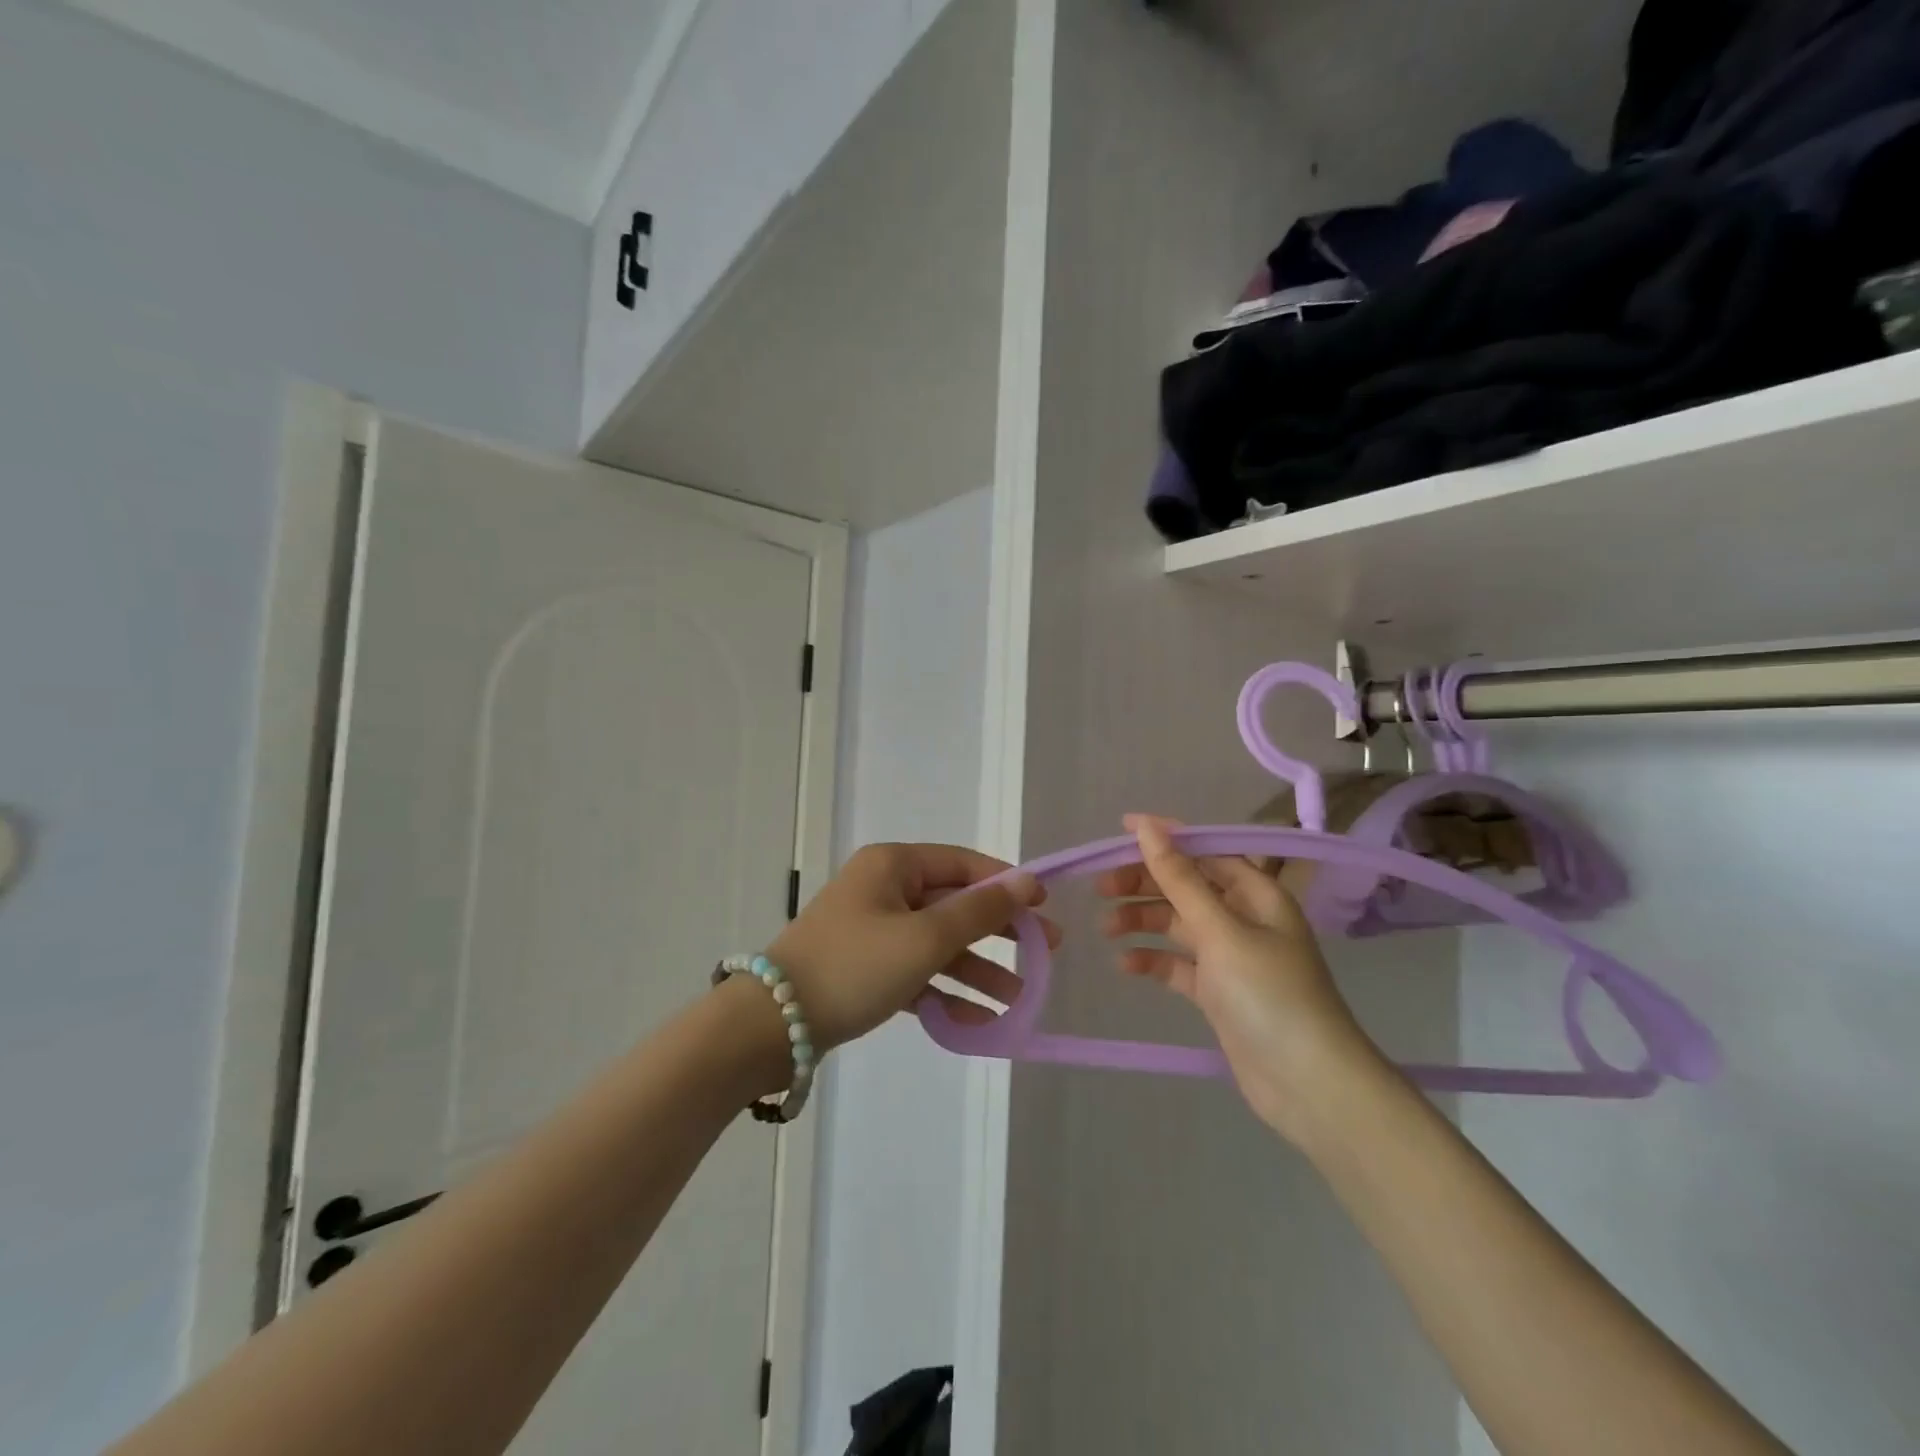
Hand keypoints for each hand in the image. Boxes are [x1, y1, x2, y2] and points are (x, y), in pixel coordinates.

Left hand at [768, 843, 1054, 1053]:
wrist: (772, 1025)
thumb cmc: (855, 966)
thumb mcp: (925, 938)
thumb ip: (979, 911)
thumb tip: (1025, 882)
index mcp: (894, 866)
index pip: (963, 864)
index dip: (1006, 883)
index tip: (1044, 906)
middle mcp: (884, 889)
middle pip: (954, 904)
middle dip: (999, 931)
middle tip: (1046, 951)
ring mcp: (874, 929)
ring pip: (938, 942)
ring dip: (977, 968)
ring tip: (1018, 997)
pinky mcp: (867, 967)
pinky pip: (917, 971)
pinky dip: (945, 991)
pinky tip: (979, 1020)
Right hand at [1097, 814, 1382, 1144]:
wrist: (1308, 1085)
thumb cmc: (1268, 994)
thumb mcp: (1220, 930)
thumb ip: (1180, 879)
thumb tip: (1148, 827)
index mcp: (1256, 894)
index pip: (1205, 851)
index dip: (1165, 838)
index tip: (1120, 830)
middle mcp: (1244, 918)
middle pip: (1186, 886)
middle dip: (1144, 883)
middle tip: (1100, 889)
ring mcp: (1231, 957)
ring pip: (1178, 924)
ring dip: (1142, 921)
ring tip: (1105, 929)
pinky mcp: (1219, 993)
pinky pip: (1179, 964)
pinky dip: (1153, 960)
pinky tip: (1125, 964)